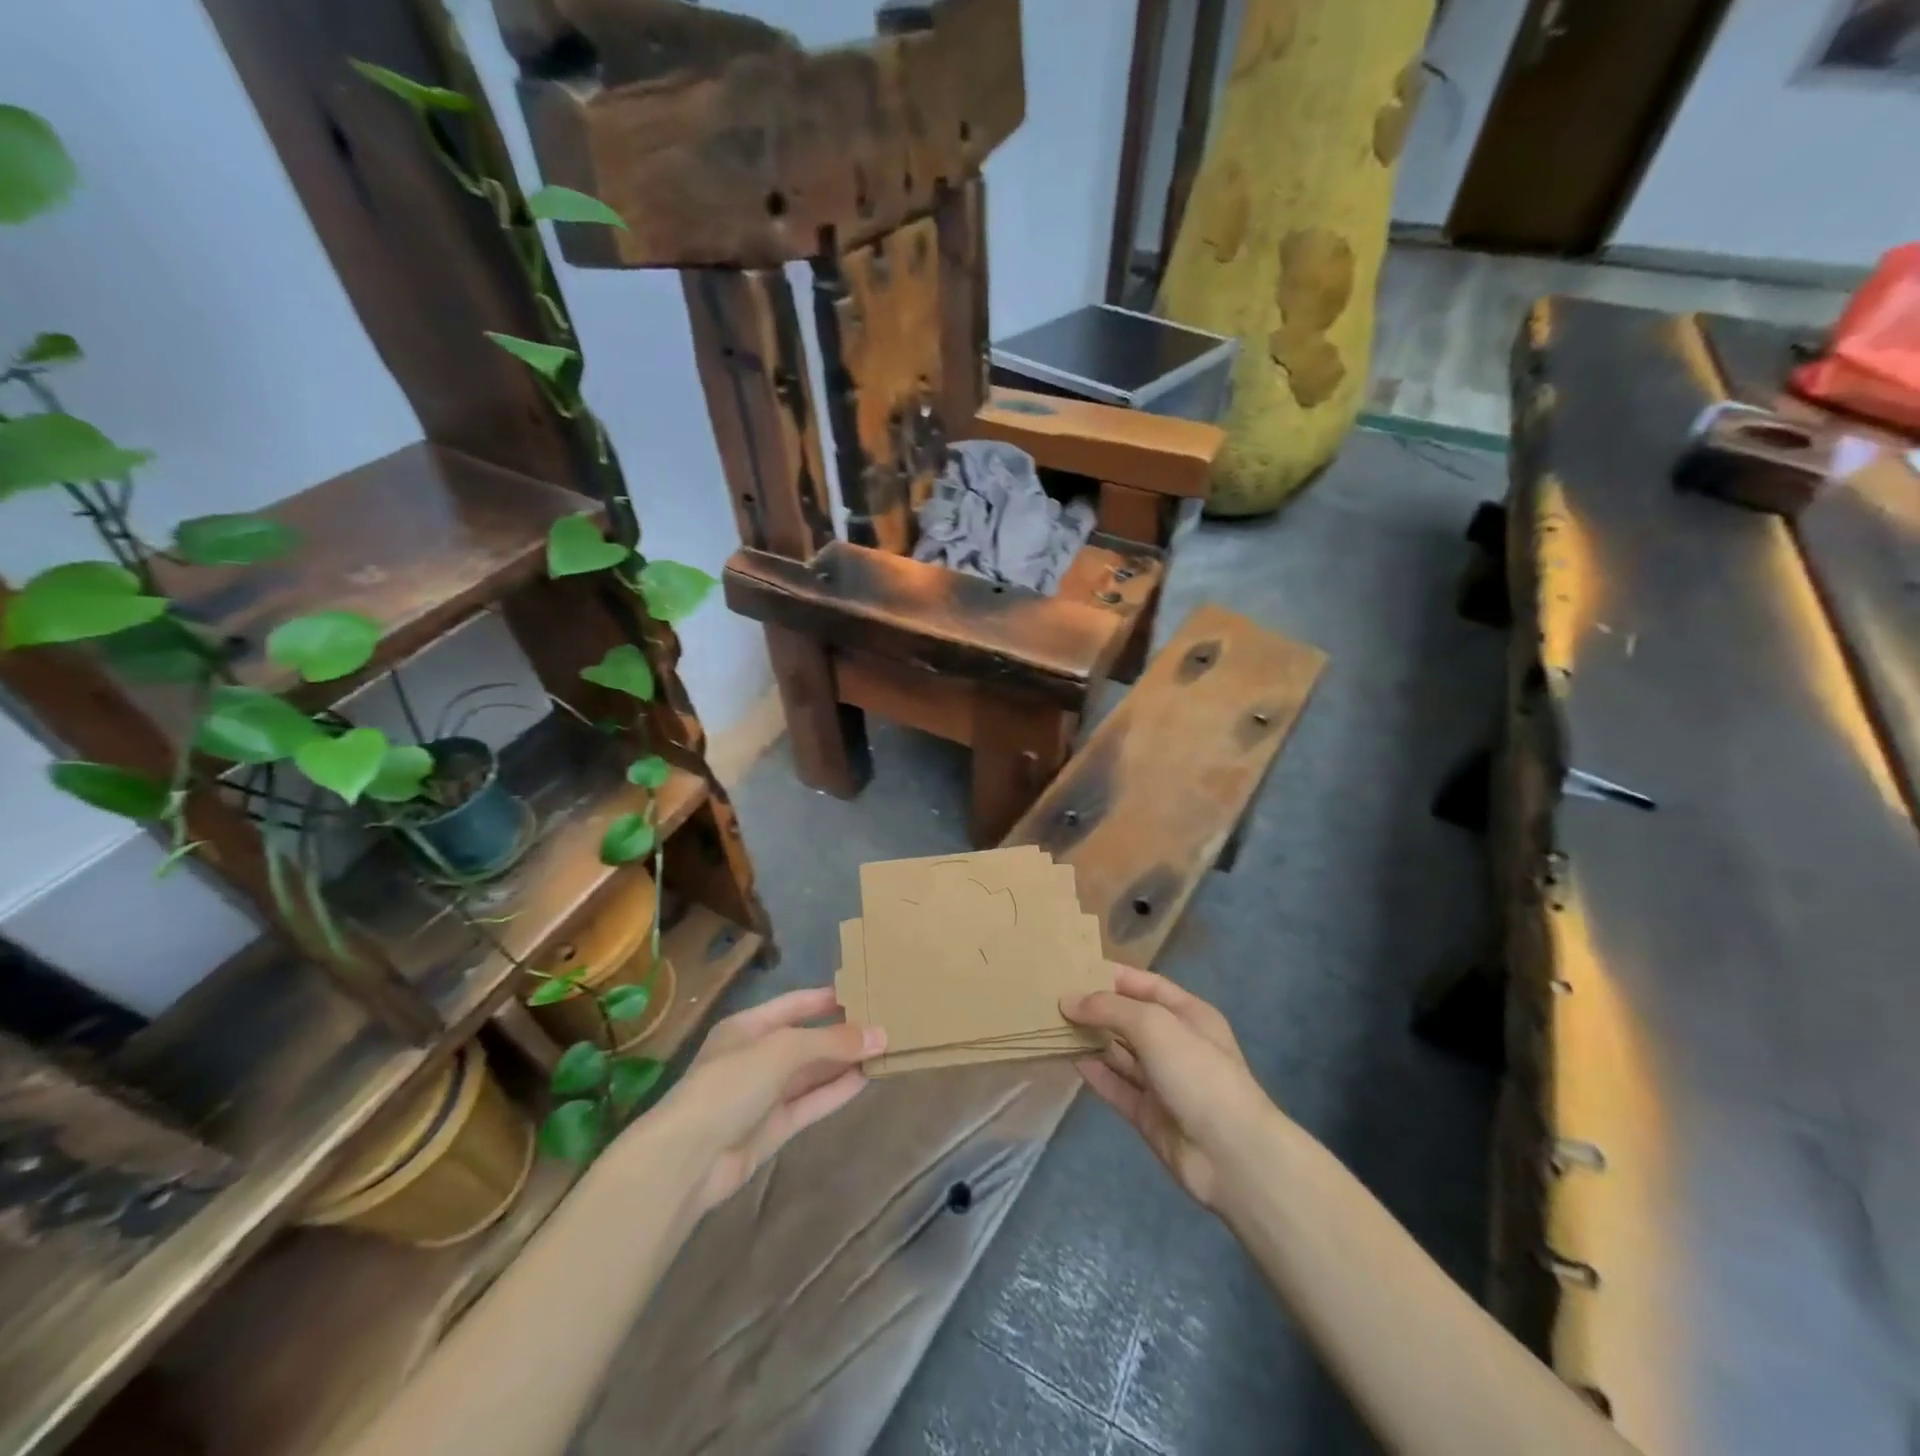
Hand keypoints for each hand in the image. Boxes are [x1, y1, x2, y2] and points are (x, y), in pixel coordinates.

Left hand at [652, 987, 884, 1212]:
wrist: (688, 1159)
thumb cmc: (730, 1085)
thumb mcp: (782, 1050)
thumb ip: (832, 1042)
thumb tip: (881, 1035)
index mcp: (749, 1027)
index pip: (795, 1004)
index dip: (828, 999)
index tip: (865, 993)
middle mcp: (757, 1056)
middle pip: (807, 1039)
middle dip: (842, 1033)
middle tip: (885, 1024)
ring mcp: (765, 1094)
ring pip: (812, 1072)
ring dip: (844, 1062)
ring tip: (884, 1049)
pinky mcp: (773, 1128)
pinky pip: (811, 1102)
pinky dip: (836, 1091)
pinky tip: (866, 1079)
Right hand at [1062, 968, 1274, 1209]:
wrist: (1230, 1154)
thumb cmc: (1197, 1072)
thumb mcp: (1154, 1024)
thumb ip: (1109, 1008)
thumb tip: (1068, 1001)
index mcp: (1188, 1014)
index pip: (1146, 984)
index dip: (1112, 977)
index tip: (1074, 970)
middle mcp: (1176, 1043)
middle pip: (1129, 1019)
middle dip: (1096, 1009)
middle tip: (1053, 998)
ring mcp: (1163, 1081)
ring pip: (1120, 1053)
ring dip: (1091, 1040)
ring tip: (1052, 1025)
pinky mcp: (1149, 1114)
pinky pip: (1117, 1086)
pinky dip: (1095, 1073)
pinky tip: (1070, 1060)